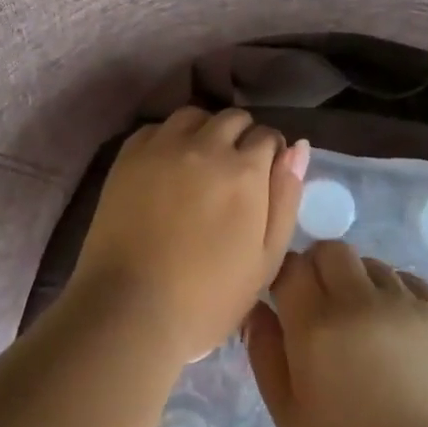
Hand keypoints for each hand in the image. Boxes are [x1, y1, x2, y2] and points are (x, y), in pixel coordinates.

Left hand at [68, 108, 309, 367]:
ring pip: (194, 116)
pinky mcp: (128, 156)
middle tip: (233, 174)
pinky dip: (169, 139)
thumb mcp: (266, 259)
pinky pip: (156, 129)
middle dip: (241, 138)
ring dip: (205, 131)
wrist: (130, 310)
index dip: (270, 156)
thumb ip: (286, 198)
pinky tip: (167, 167)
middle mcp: (205, 146)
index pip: (268, 136)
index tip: (262, 179)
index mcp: (244, 171)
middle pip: (233, 118)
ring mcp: (162, 147)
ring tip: (200, 164)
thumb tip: (298, 148)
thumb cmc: (208, 298)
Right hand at [247, 242, 427, 426]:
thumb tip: (257, 308)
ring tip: (363, 327)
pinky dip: (394, 294)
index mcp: (317, 325)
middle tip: (321, 311)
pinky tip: (395, 332)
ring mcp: (407, 303)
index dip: (284, 279)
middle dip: (319, 270)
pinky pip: (408, 281)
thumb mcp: (289, 416)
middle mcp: (361, 300)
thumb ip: (265, 353)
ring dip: (357, 283)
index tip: (285, 304)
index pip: (291, 266)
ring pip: (371, 264)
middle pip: (332, 250)